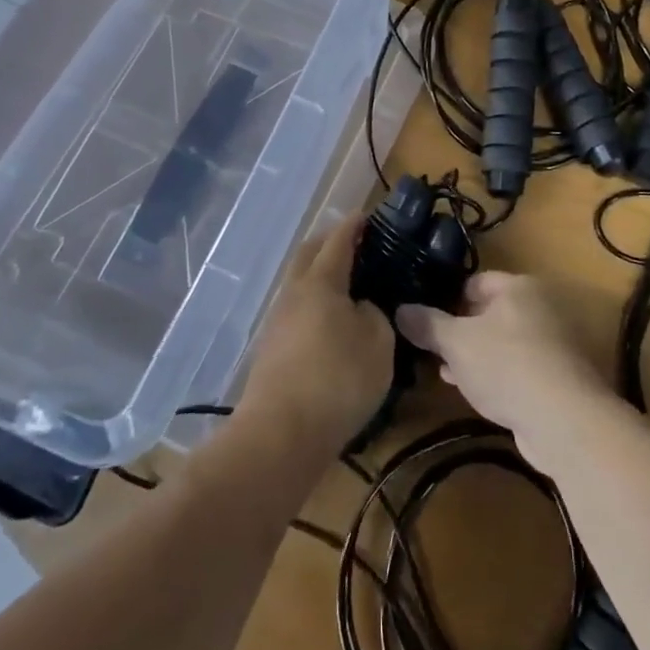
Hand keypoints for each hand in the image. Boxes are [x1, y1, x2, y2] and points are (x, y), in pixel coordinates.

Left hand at [237, 216, 393, 456]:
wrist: (281, 434)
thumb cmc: (338, 379)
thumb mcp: (378, 343)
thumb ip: (374, 315)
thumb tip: (362, 308)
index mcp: (321, 282)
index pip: (338, 240)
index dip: (354, 226)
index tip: (367, 215)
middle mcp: (294, 293)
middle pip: (308, 255)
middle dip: (329, 243)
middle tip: (354, 243)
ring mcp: (277, 321)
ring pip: (299, 284)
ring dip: (319, 275)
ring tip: (346, 285)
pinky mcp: (271, 349)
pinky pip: (296, 311)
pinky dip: (313, 304)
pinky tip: (329, 322)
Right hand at [396, 272, 612, 472]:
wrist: (564, 420)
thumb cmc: (506, 365)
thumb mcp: (456, 343)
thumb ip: (427, 325)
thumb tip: (400, 310)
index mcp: (519, 286)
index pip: (477, 282)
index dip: (449, 298)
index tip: (427, 318)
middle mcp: (542, 307)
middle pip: (492, 312)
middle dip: (462, 331)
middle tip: (434, 349)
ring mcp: (555, 343)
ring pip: (505, 342)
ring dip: (478, 356)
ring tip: (448, 372)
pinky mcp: (560, 377)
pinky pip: (519, 368)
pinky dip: (498, 375)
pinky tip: (476, 393)